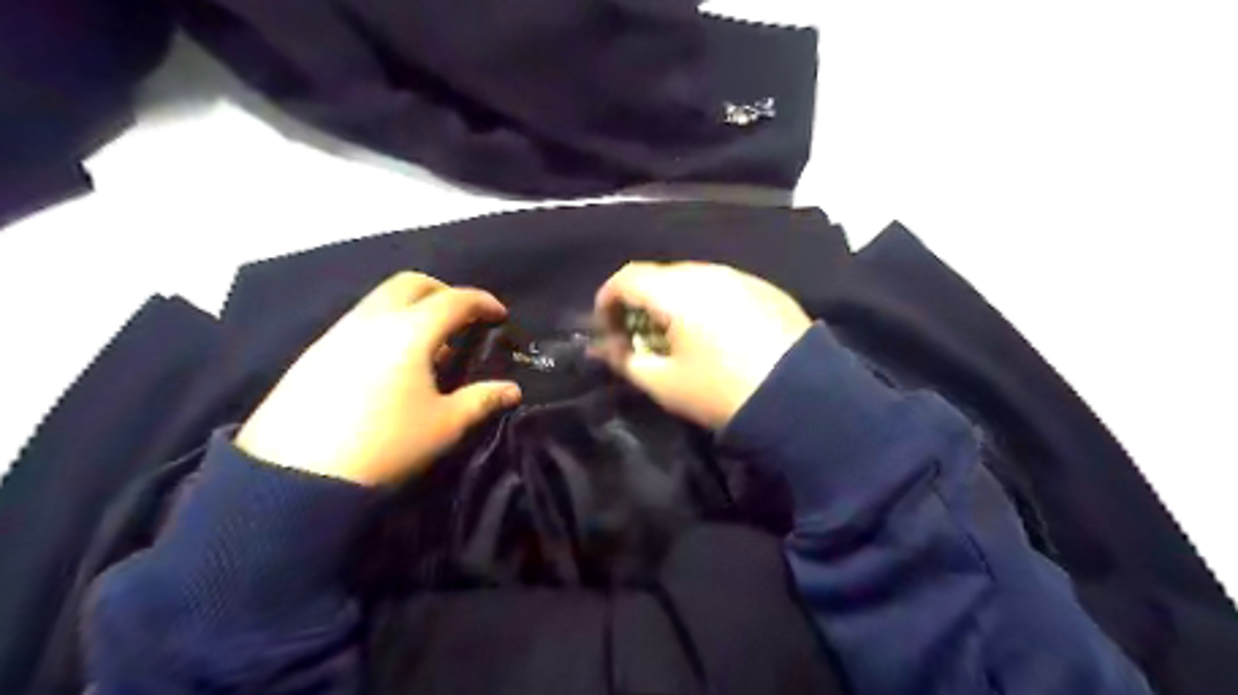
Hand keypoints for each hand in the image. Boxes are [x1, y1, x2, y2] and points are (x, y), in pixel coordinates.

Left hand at [237, 268, 520, 486]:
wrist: (295, 474)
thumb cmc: (385, 444)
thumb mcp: (445, 424)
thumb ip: (482, 400)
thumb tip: (512, 390)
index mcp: (411, 331)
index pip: (454, 300)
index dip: (482, 302)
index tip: (499, 315)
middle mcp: (373, 320)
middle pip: (411, 284)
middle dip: (443, 292)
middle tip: (462, 317)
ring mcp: (339, 332)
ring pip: (381, 299)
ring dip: (412, 308)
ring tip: (429, 345)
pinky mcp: (315, 352)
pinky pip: (360, 321)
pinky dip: (386, 324)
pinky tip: (390, 362)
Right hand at [591, 264, 814, 427]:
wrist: (802, 397)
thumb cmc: (721, 390)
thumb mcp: (664, 384)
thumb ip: (627, 361)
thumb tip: (607, 349)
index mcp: (677, 290)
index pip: (626, 278)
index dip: (607, 301)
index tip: (607, 330)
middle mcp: (708, 272)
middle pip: (660, 277)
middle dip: (641, 304)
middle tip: (640, 338)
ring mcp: (741, 277)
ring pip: (693, 281)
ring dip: (674, 303)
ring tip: (678, 338)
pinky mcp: (767, 290)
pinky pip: (723, 289)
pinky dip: (706, 305)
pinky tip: (716, 335)